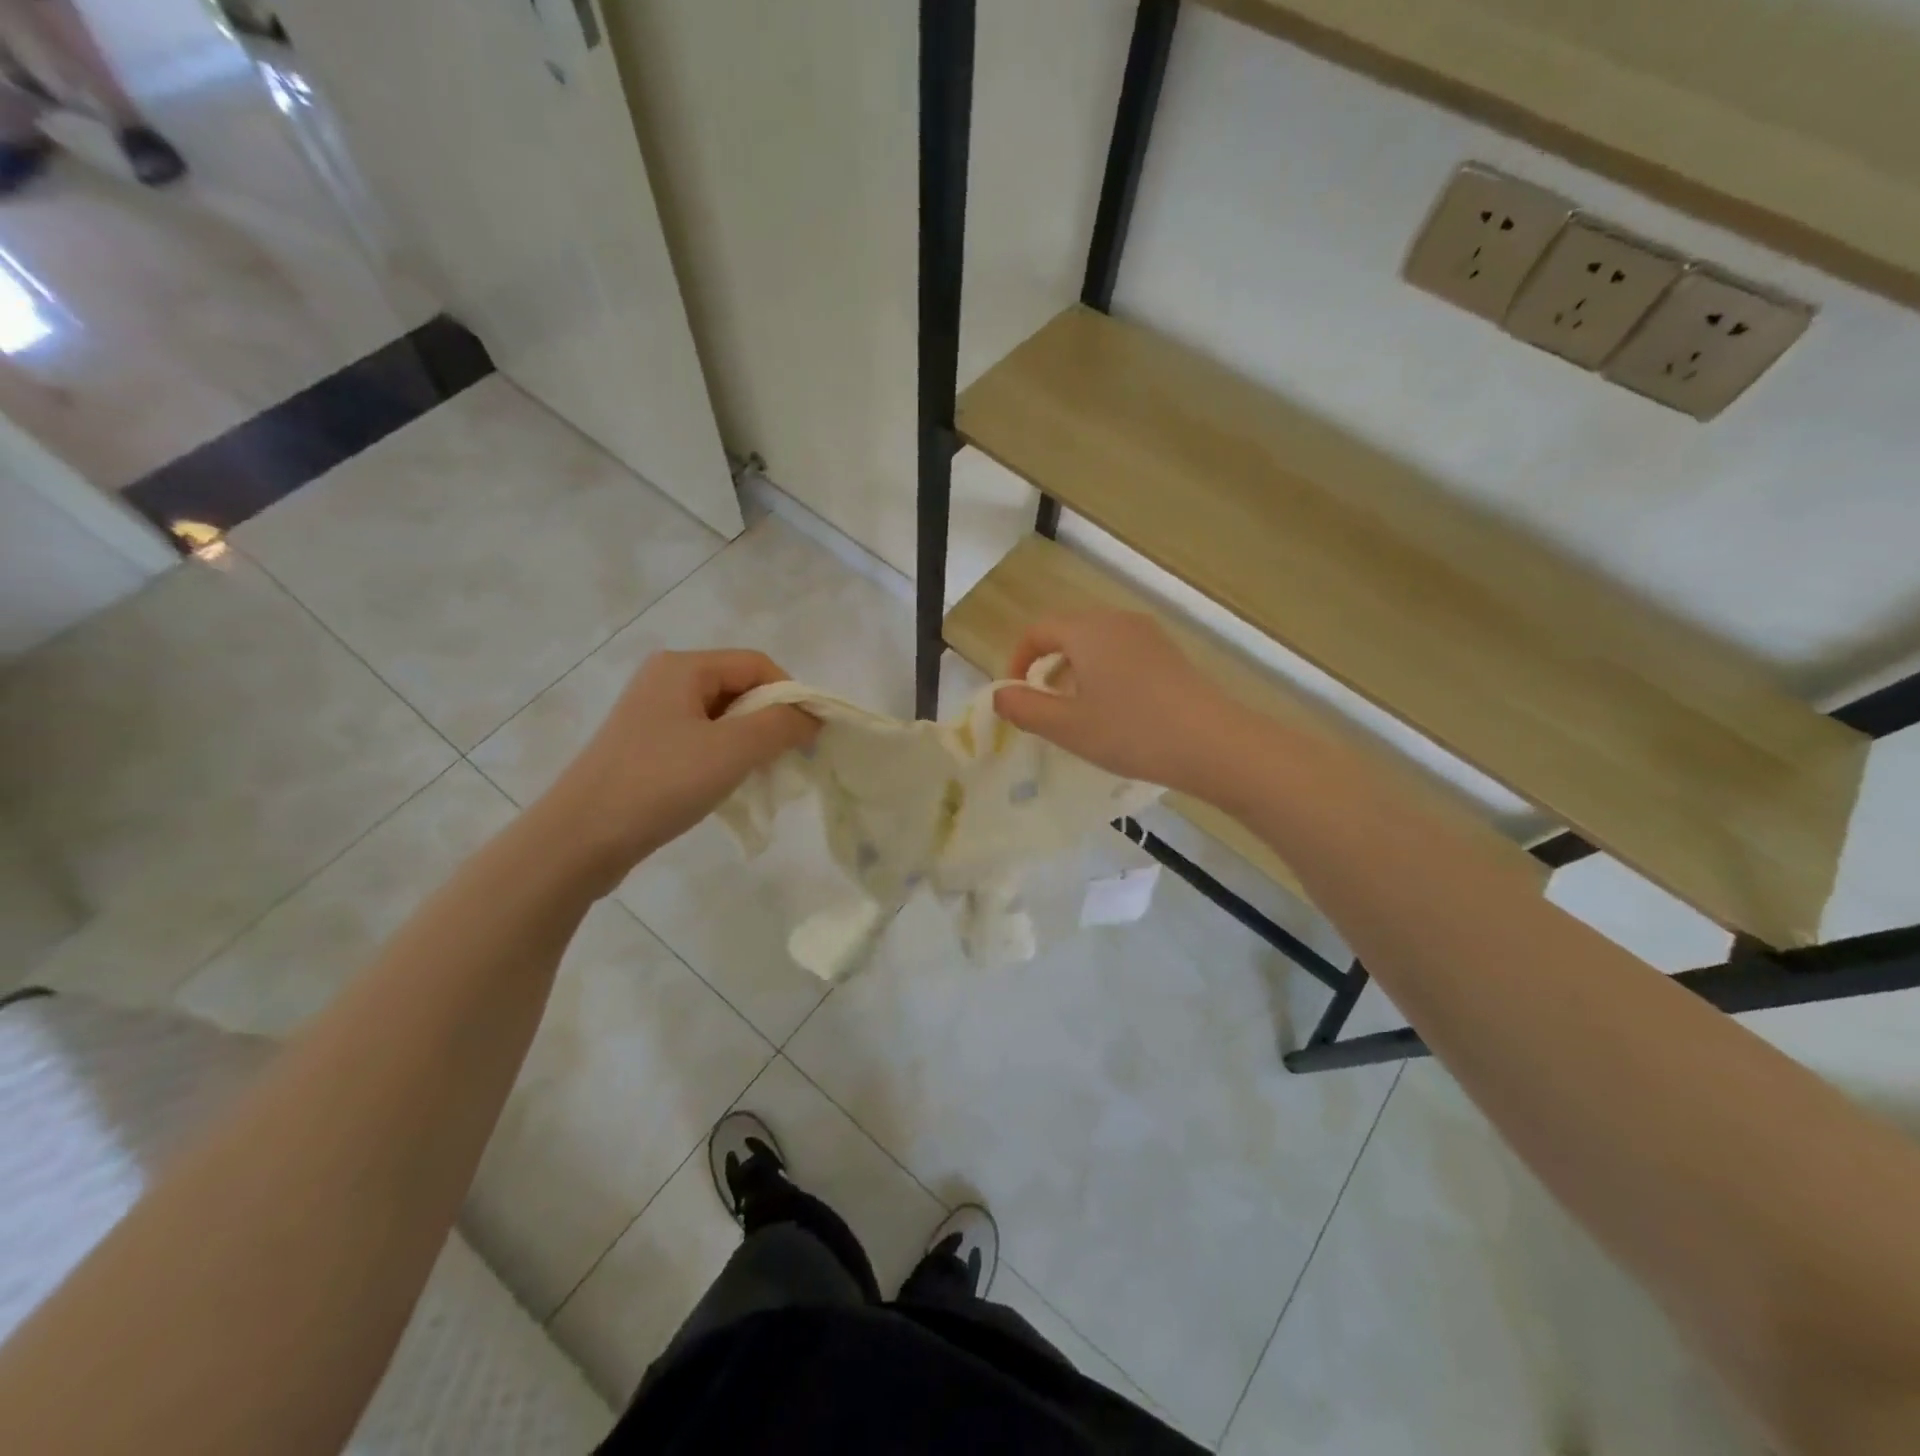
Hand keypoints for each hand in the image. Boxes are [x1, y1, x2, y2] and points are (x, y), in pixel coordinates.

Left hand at [543, 649, 816, 885]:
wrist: (581, 837)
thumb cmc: (661, 783)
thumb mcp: (732, 750)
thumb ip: (781, 725)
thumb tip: (812, 717)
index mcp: (683, 666)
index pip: (758, 664)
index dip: (791, 695)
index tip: (807, 737)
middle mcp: (665, 680)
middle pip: (740, 688)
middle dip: (770, 721)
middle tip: (785, 761)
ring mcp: (652, 714)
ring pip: (723, 717)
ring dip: (749, 743)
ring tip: (756, 778)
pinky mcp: (645, 747)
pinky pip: (701, 740)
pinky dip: (724, 757)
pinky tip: (725, 787)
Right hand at [992, 610, 1248, 796]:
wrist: (1213, 743)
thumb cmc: (1131, 732)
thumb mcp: (1068, 727)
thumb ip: (1025, 709)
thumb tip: (1000, 695)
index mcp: (1087, 630)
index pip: (1038, 631)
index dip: (1018, 661)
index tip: (1016, 696)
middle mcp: (1117, 620)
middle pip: (1068, 632)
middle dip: (1046, 665)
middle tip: (1043, 706)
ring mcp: (1148, 635)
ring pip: (1096, 643)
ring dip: (1075, 670)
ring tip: (1077, 712)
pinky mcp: (1170, 653)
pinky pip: (1122, 653)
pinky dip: (1104, 673)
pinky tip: (1115, 710)